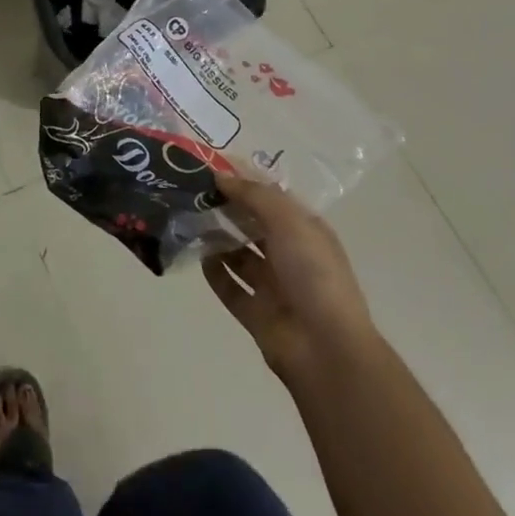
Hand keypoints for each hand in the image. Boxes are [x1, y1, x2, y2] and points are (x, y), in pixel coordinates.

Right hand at [203, 174, 376, 384]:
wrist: (326, 349)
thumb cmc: (313, 274)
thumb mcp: (288, 221)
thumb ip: (254, 195)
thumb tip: (221, 176)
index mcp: (306, 231)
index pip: (272, 197)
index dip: (245, 181)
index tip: (211, 166)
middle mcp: (291, 256)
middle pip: (253, 225)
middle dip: (227, 208)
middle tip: (192, 191)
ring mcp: (274, 287)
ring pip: (240, 256)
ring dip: (217, 239)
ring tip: (188, 219)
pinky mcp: (257, 314)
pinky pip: (231, 288)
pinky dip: (215, 273)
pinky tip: (197, 255)